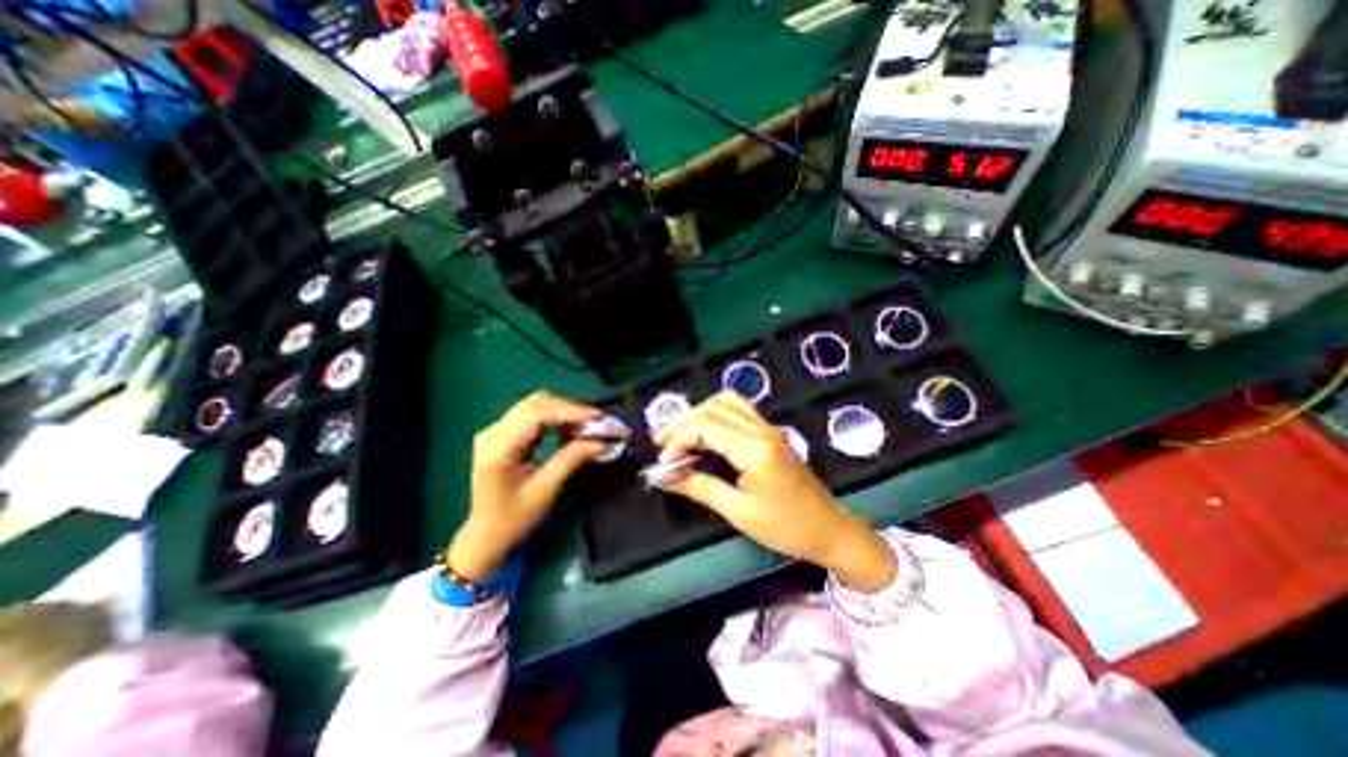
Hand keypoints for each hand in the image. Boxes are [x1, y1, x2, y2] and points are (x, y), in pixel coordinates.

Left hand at [446, 390, 606, 578]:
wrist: (485, 537)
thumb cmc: (513, 519)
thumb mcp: (545, 490)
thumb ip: (571, 460)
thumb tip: (602, 441)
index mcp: (497, 447)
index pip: (536, 414)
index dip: (570, 411)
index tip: (598, 417)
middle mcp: (493, 432)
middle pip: (536, 404)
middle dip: (569, 409)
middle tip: (597, 422)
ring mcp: (496, 431)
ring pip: (536, 405)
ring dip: (564, 412)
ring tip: (587, 425)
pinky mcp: (503, 435)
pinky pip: (533, 415)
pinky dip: (555, 418)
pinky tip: (570, 429)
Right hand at [654, 395, 892, 594]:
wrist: (829, 530)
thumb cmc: (786, 527)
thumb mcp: (739, 512)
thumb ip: (702, 488)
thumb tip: (669, 477)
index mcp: (755, 449)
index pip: (706, 426)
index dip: (678, 439)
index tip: (665, 463)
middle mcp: (762, 429)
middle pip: (714, 407)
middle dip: (683, 421)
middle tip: (663, 443)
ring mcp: (769, 428)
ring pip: (728, 401)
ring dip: (700, 413)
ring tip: (681, 435)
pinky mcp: (771, 433)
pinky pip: (738, 410)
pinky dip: (715, 415)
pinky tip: (705, 434)